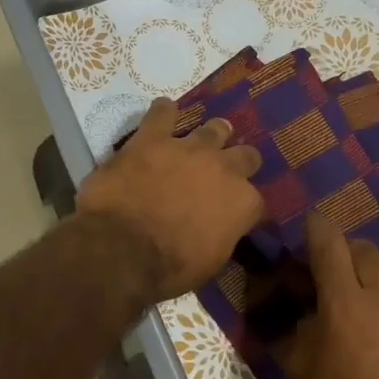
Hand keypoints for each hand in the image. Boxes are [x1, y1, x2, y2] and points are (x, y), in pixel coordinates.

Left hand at [76, 97, 264, 301]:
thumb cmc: (169, 267)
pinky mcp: (152, 138)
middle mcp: (224, 168)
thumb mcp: (209, 263)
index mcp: (242, 203)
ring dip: (212, 134)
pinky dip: (164, 112)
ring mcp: (188, 148)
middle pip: (244, 156)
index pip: (255, 201)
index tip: (235, 214)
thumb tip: (219, 229)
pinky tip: (163, 111)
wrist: (123, 248)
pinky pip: (162, 113)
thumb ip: (222, 235)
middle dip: (238, 162)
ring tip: (206, 137)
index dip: (244, 208)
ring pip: (213, 129)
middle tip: (225, 169)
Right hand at [287, 212, 378, 378]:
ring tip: (367, 303)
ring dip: (375, 277)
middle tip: (336, 275)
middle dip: (347, 254)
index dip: (317, 228)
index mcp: (345, 303)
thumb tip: (308, 306)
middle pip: (366, 250)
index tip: (312, 225)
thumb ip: (301, 326)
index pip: (329, 243)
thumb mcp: (301, 370)